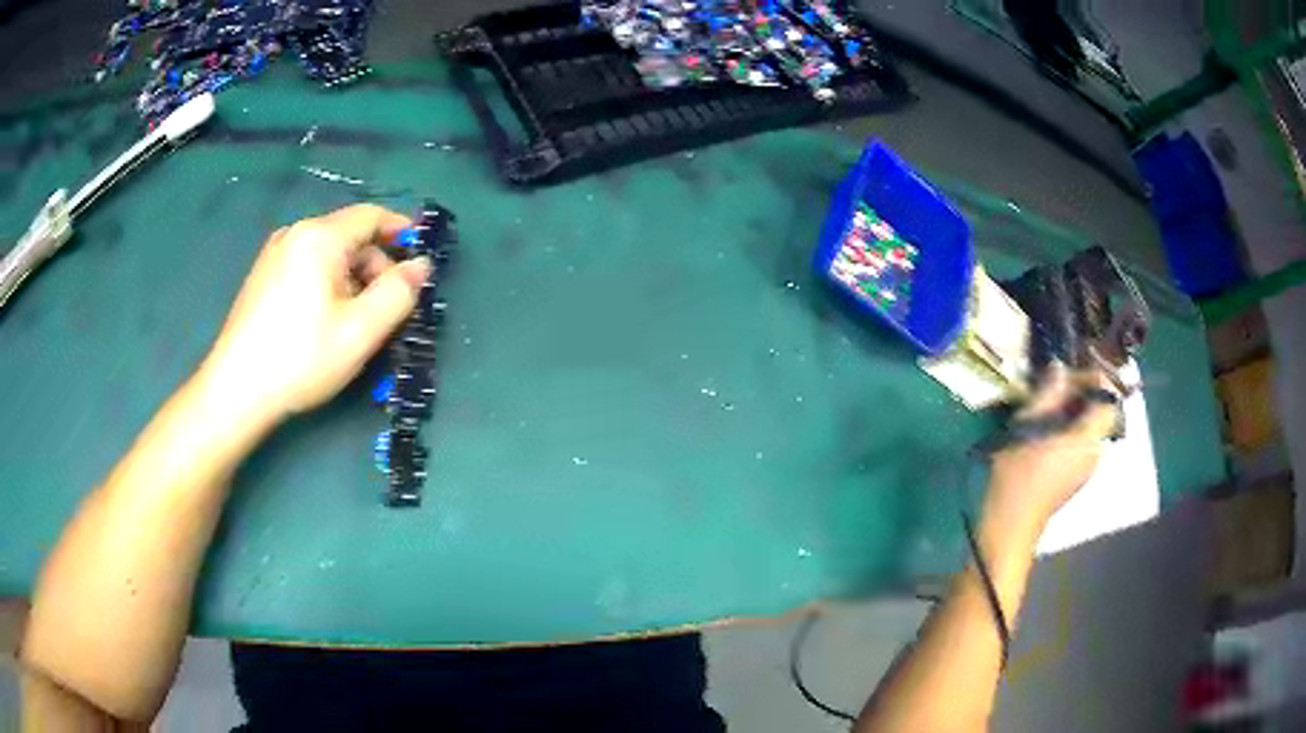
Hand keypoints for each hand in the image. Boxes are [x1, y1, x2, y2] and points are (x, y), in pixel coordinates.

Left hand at [197, 204, 430, 425]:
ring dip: (352, 280)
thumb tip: (421, 267)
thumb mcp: (360, 331)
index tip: (420, 261)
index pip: (372, 216)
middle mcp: (295, 234)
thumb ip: (399, 293)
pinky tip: (323, 323)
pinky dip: (326, 285)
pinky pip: (306, 268)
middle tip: (387, 310)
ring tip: (354, 324)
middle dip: (375, 267)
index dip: (401, 233)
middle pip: (349, 237)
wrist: (236, 391)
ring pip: (328, 255)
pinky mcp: (262, 277)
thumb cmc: (300, 358)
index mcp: (320, 237)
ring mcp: (274, 254)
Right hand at [986, 366, 1120, 530]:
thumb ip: (1048, 394)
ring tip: (1045, 409)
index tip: (1070, 373)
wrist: (1011, 526)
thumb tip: (1059, 367)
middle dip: (1081, 393)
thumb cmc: (1017, 476)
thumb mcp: (1027, 427)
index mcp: (1087, 438)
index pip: (1108, 397)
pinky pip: (1082, 441)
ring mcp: (1088, 466)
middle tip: (1053, 387)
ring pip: (1091, 426)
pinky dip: (1070, 428)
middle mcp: (1095, 450)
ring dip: (1073, 410)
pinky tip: (1045, 433)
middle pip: (1101, 410)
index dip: (1093, 378)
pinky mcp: (1077, 475)